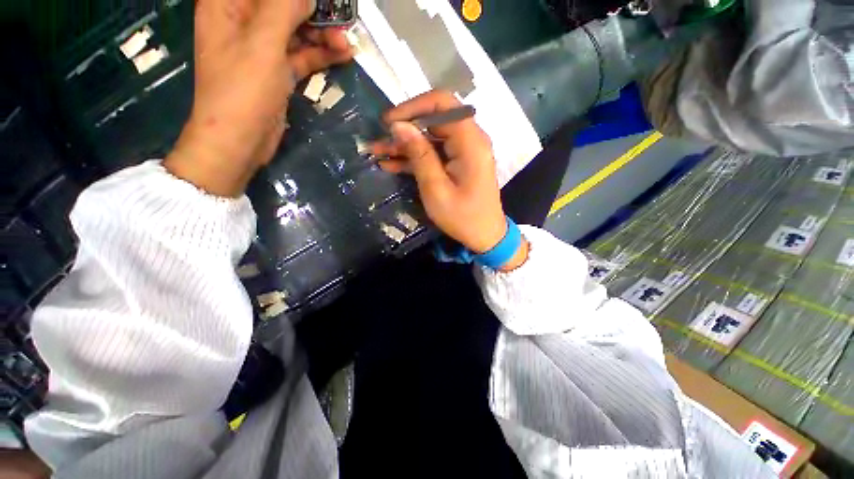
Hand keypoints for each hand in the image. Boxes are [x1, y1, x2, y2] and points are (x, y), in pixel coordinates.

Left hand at [165, 0, 353, 196]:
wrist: (240, 141)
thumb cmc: (243, 89)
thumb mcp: (263, 43)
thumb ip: (285, 9)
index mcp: (228, 4)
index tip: (319, 2)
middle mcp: (244, 21)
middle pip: (283, 6)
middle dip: (313, 11)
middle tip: (341, 21)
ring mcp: (262, 48)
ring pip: (296, 31)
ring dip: (322, 35)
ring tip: (347, 44)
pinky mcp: (277, 71)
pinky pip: (302, 55)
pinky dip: (321, 54)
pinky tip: (343, 54)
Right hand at [372, 91, 528, 269]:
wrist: (485, 236)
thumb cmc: (462, 217)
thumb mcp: (436, 189)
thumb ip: (419, 155)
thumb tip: (399, 125)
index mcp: (470, 142)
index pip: (442, 104)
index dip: (413, 107)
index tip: (389, 122)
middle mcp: (470, 140)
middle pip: (434, 120)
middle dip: (404, 129)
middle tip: (379, 142)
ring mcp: (464, 152)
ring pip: (430, 138)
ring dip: (405, 146)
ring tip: (377, 153)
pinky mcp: (458, 163)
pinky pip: (435, 154)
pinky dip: (415, 158)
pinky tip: (391, 164)